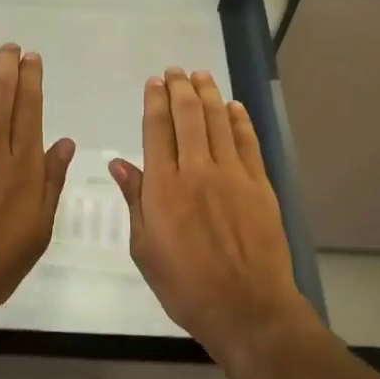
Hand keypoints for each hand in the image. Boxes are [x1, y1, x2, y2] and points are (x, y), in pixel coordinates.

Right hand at [110, 68, 305, 363]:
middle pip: (188, 116)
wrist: (246, 307)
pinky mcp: (259, 185)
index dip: (154, 101)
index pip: (156, 129)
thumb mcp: (144, 248)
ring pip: (218, 121)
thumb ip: (134, 201)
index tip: (153, 82)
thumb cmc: (185, 285)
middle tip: (175, 71)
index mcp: (163, 186)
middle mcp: (196, 170)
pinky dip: (239, 120)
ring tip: (201, 75)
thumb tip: (120, 164)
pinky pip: (247, 142)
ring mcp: (232, 175)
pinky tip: (233, 106)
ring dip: (209, 94)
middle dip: (180, 88)